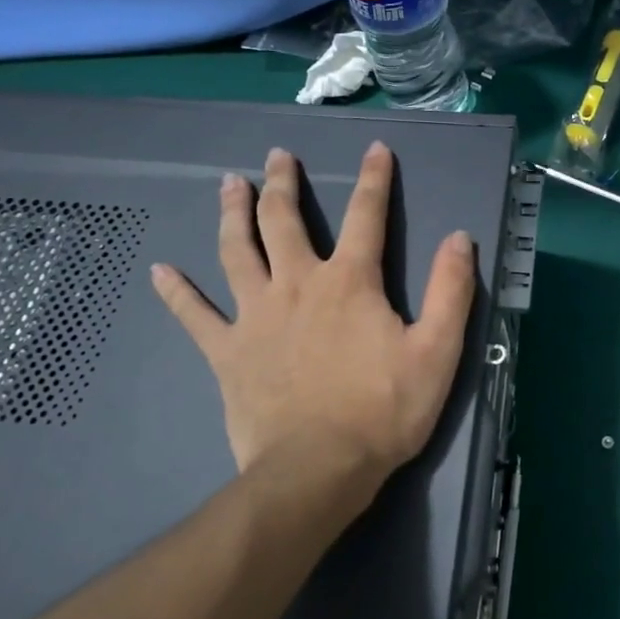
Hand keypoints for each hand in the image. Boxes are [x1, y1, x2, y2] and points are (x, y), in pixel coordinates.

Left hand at [151, 142, 475, 512]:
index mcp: (349, 282)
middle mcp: (298, 284)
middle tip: (277, 156)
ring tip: (229, 184)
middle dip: (283, 183)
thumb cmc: (383, 411)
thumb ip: (450, 291)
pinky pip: (195, 315)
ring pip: (237, 251)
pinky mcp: (227, 351)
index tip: (375, 149)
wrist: (318, 470)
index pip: (366, 216)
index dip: (374, 179)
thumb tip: (458, 238)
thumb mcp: (437, 352)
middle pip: (284, 221)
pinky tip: (160, 271)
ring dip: (233, 213)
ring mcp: (255, 316)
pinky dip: (178, 292)